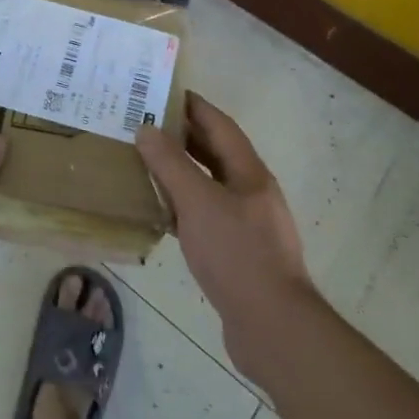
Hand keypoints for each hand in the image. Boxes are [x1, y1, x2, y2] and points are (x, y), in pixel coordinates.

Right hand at [137, 92, 316, 375]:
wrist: (272, 328)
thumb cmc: (237, 254)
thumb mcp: (198, 203)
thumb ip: (170, 165)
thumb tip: (145, 128)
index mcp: (249, 173)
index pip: (220, 125)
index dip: (195, 106)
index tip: (165, 90)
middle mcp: (252, 193)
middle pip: (216, 154)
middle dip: (184, 137)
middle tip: (146, 124)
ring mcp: (248, 225)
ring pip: (210, 186)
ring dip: (182, 172)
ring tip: (147, 163)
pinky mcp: (238, 254)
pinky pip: (207, 217)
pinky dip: (184, 207)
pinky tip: (161, 214)